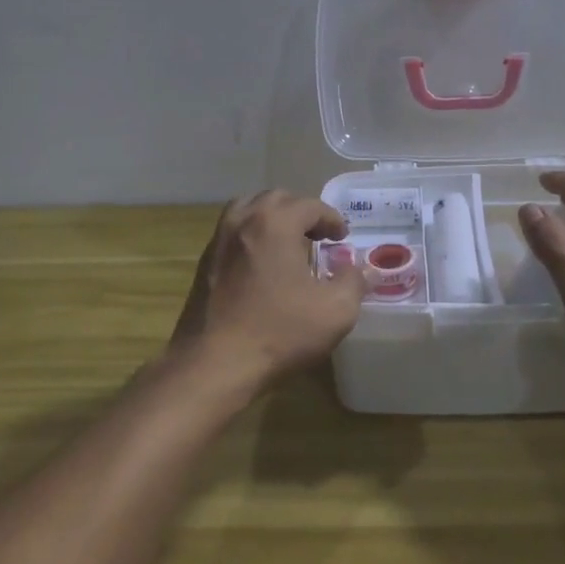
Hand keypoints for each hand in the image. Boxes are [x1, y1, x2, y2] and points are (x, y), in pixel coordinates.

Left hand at [170, 189, 366, 392]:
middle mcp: (243, 220)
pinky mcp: (205, 262)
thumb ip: (353, 282)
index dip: (332, 219)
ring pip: (248, 209)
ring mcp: (218, 240)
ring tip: (289, 242)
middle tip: (319, 235)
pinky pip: (233, 232)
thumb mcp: (335, 311)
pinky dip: (252, 234)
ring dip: (272, 218)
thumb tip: (359, 268)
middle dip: (302, 212)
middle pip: (277, 199)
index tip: (342, 237)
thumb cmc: (279, 332)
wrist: (213, 364)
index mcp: (275, 223)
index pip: (310, 205)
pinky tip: (263, 264)